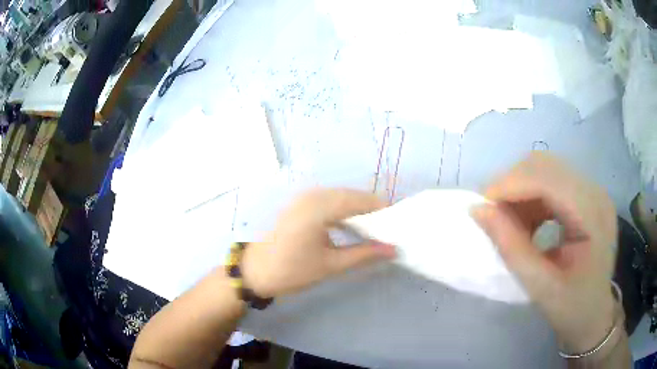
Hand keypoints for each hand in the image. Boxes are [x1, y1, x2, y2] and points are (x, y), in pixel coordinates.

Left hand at [241, 189, 396, 298]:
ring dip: (359, 210)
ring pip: (342, 197)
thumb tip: (393, 249)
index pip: (360, 201)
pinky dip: (345, 211)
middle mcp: (313, 195)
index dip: (382, 210)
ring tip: (374, 230)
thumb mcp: (331, 265)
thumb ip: (364, 254)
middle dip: (372, 210)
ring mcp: (305, 197)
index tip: (397, 226)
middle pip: (352, 196)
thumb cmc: (292, 271)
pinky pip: (330, 201)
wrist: (256, 271)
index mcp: (319, 207)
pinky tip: (353, 226)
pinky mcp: (302, 204)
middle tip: (388, 230)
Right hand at [472, 152, 617, 353]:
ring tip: (508, 222)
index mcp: (593, 214)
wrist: (594, 313)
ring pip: (545, 170)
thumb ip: (512, 249)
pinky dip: (530, 198)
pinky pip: (549, 182)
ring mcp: (591, 191)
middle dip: (512, 184)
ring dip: (519, 190)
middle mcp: (595, 192)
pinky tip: (526, 222)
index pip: (548, 179)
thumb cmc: (573, 308)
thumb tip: (479, 211)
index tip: (480, 207)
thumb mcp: (541, 288)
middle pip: (545, 165)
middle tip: (491, 214)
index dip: (511, 185)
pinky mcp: (584, 196)